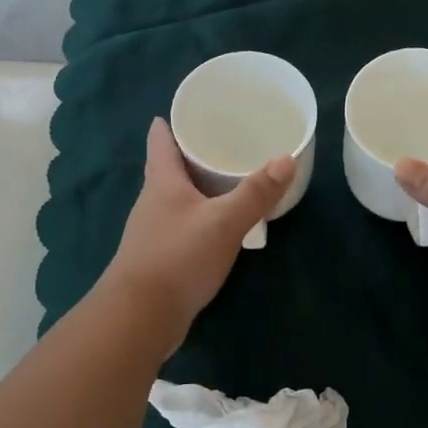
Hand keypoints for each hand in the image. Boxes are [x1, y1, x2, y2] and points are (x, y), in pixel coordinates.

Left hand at [101, 118, 293, 345]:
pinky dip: (198, 219)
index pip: (160, 141)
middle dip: (190, 155)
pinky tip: (216, 227)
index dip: (169, 123)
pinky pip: (181, 227)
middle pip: (168, 169)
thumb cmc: (178, 258)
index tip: (185, 110)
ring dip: (195, 189)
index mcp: (162, 182)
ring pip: (175, 199)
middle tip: (220, 142)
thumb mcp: (224, 222)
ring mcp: (152, 232)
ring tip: (224, 181)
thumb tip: (286, 160)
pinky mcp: (159, 258)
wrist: (140, 317)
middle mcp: (152, 202)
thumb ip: (255, 194)